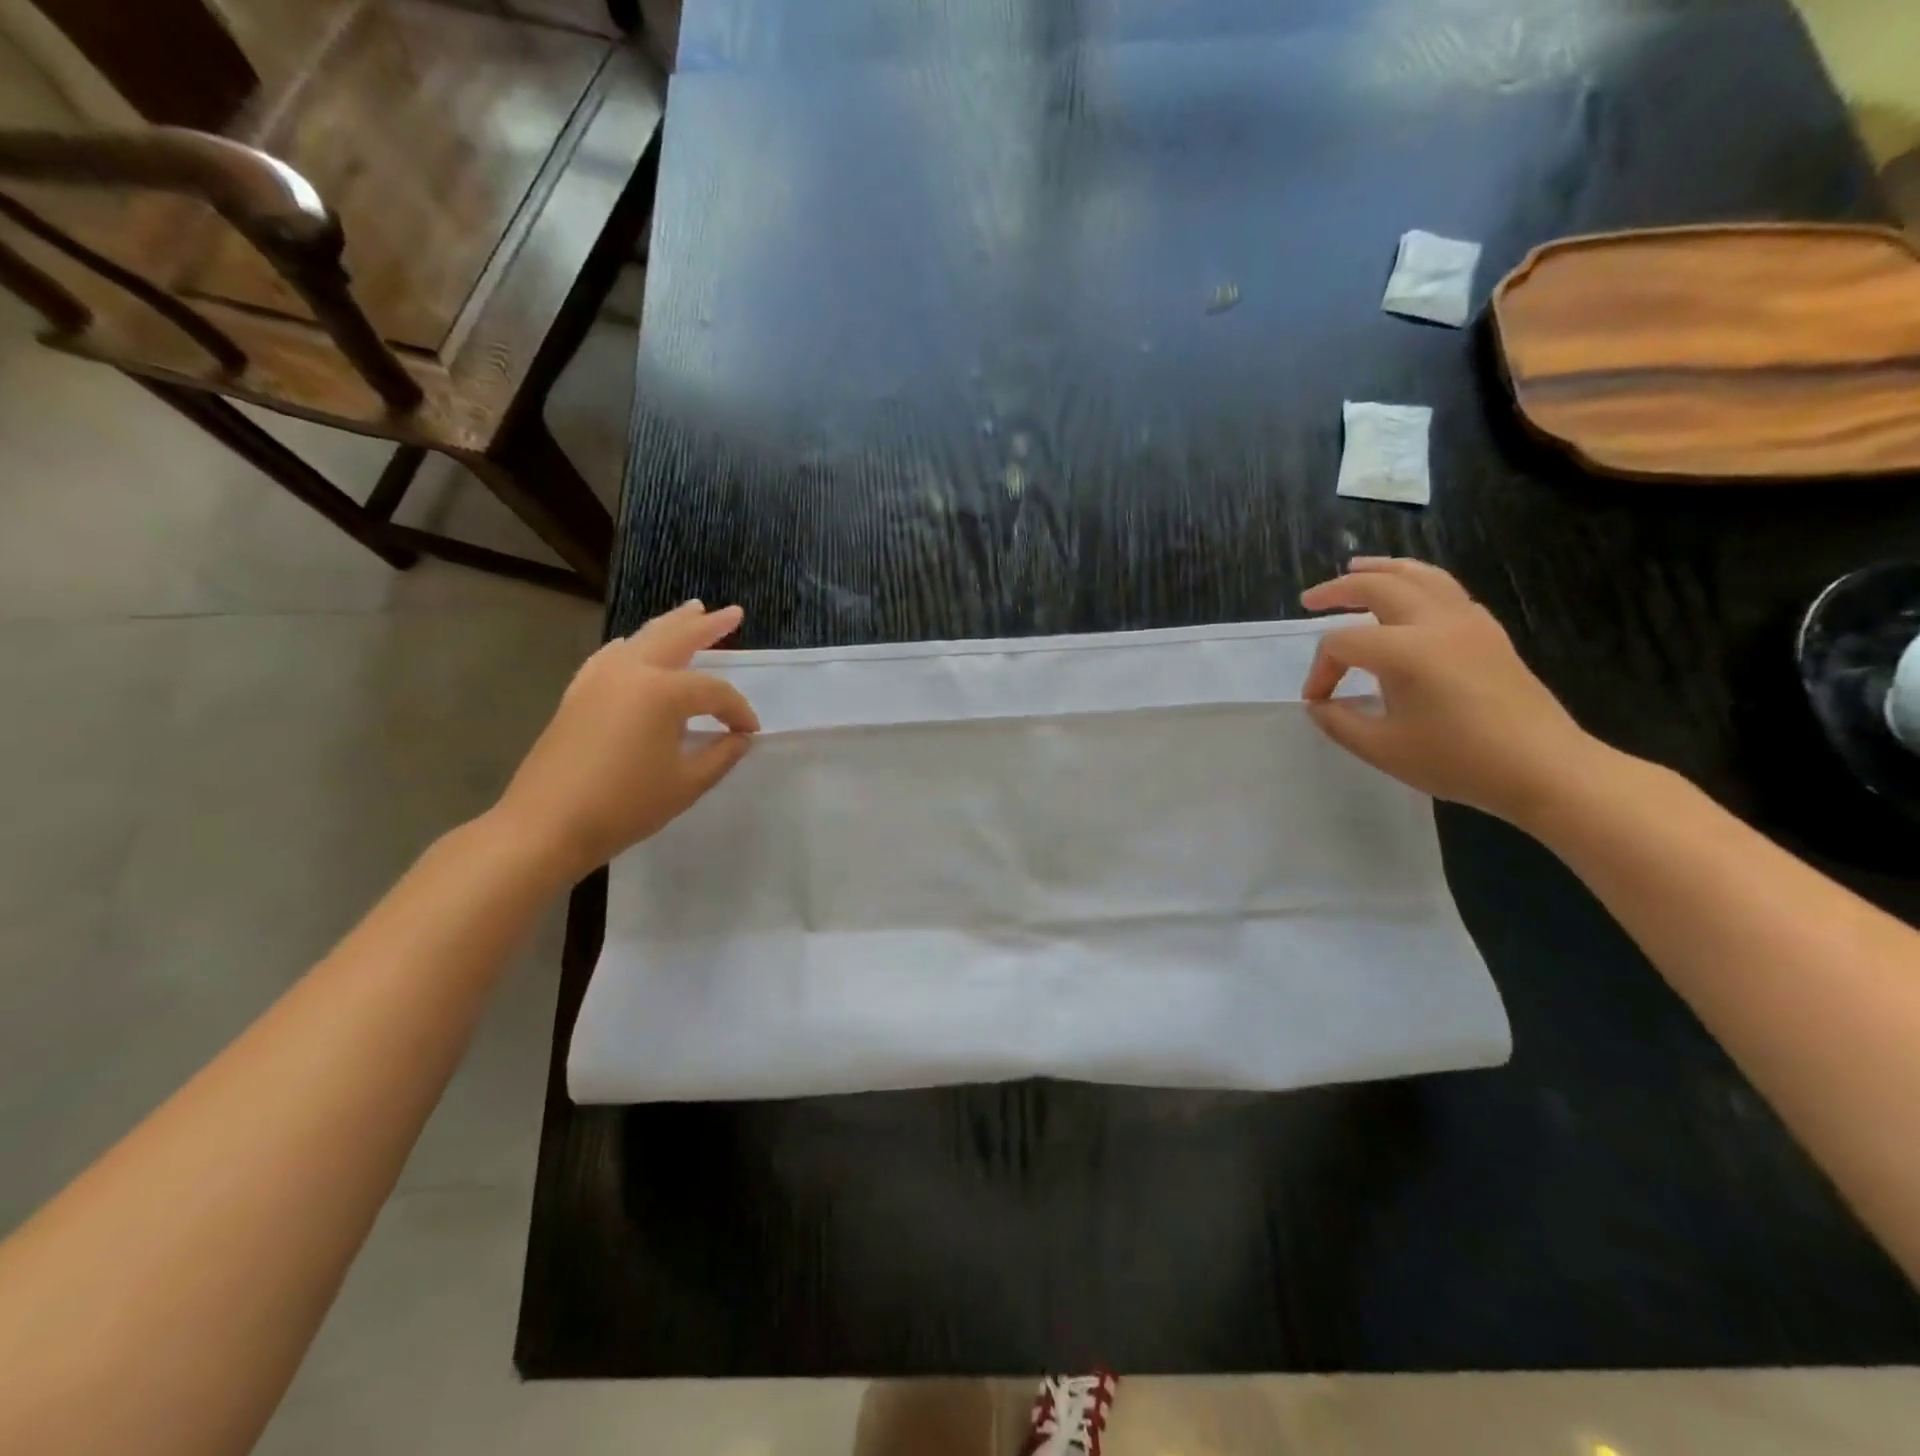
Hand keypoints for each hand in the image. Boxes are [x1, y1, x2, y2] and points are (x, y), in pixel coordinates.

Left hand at [493, 600, 758, 878]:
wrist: (546, 825)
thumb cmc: (625, 806)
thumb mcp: (686, 784)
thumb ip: (720, 756)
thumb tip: (740, 738)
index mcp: (663, 693)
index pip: (714, 692)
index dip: (737, 711)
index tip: (749, 732)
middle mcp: (631, 672)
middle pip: (677, 639)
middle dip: (708, 626)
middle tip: (733, 612)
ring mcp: (599, 679)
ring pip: (642, 639)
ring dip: (671, 625)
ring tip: (693, 610)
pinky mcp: (578, 693)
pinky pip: (610, 656)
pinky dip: (630, 645)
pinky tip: (631, 644)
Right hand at [1300, 558, 1598, 826]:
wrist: (1544, 769)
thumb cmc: (1458, 761)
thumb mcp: (1382, 749)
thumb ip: (1339, 722)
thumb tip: (1318, 705)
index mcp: (1406, 651)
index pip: (1343, 643)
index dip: (1320, 670)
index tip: (1318, 701)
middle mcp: (1436, 623)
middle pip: (1378, 587)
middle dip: (1338, 590)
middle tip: (1310, 600)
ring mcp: (1468, 622)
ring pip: (1419, 575)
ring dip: (1381, 570)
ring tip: (1356, 568)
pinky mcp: (1489, 632)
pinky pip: (1446, 589)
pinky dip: (1417, 582)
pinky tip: (1408, 597)